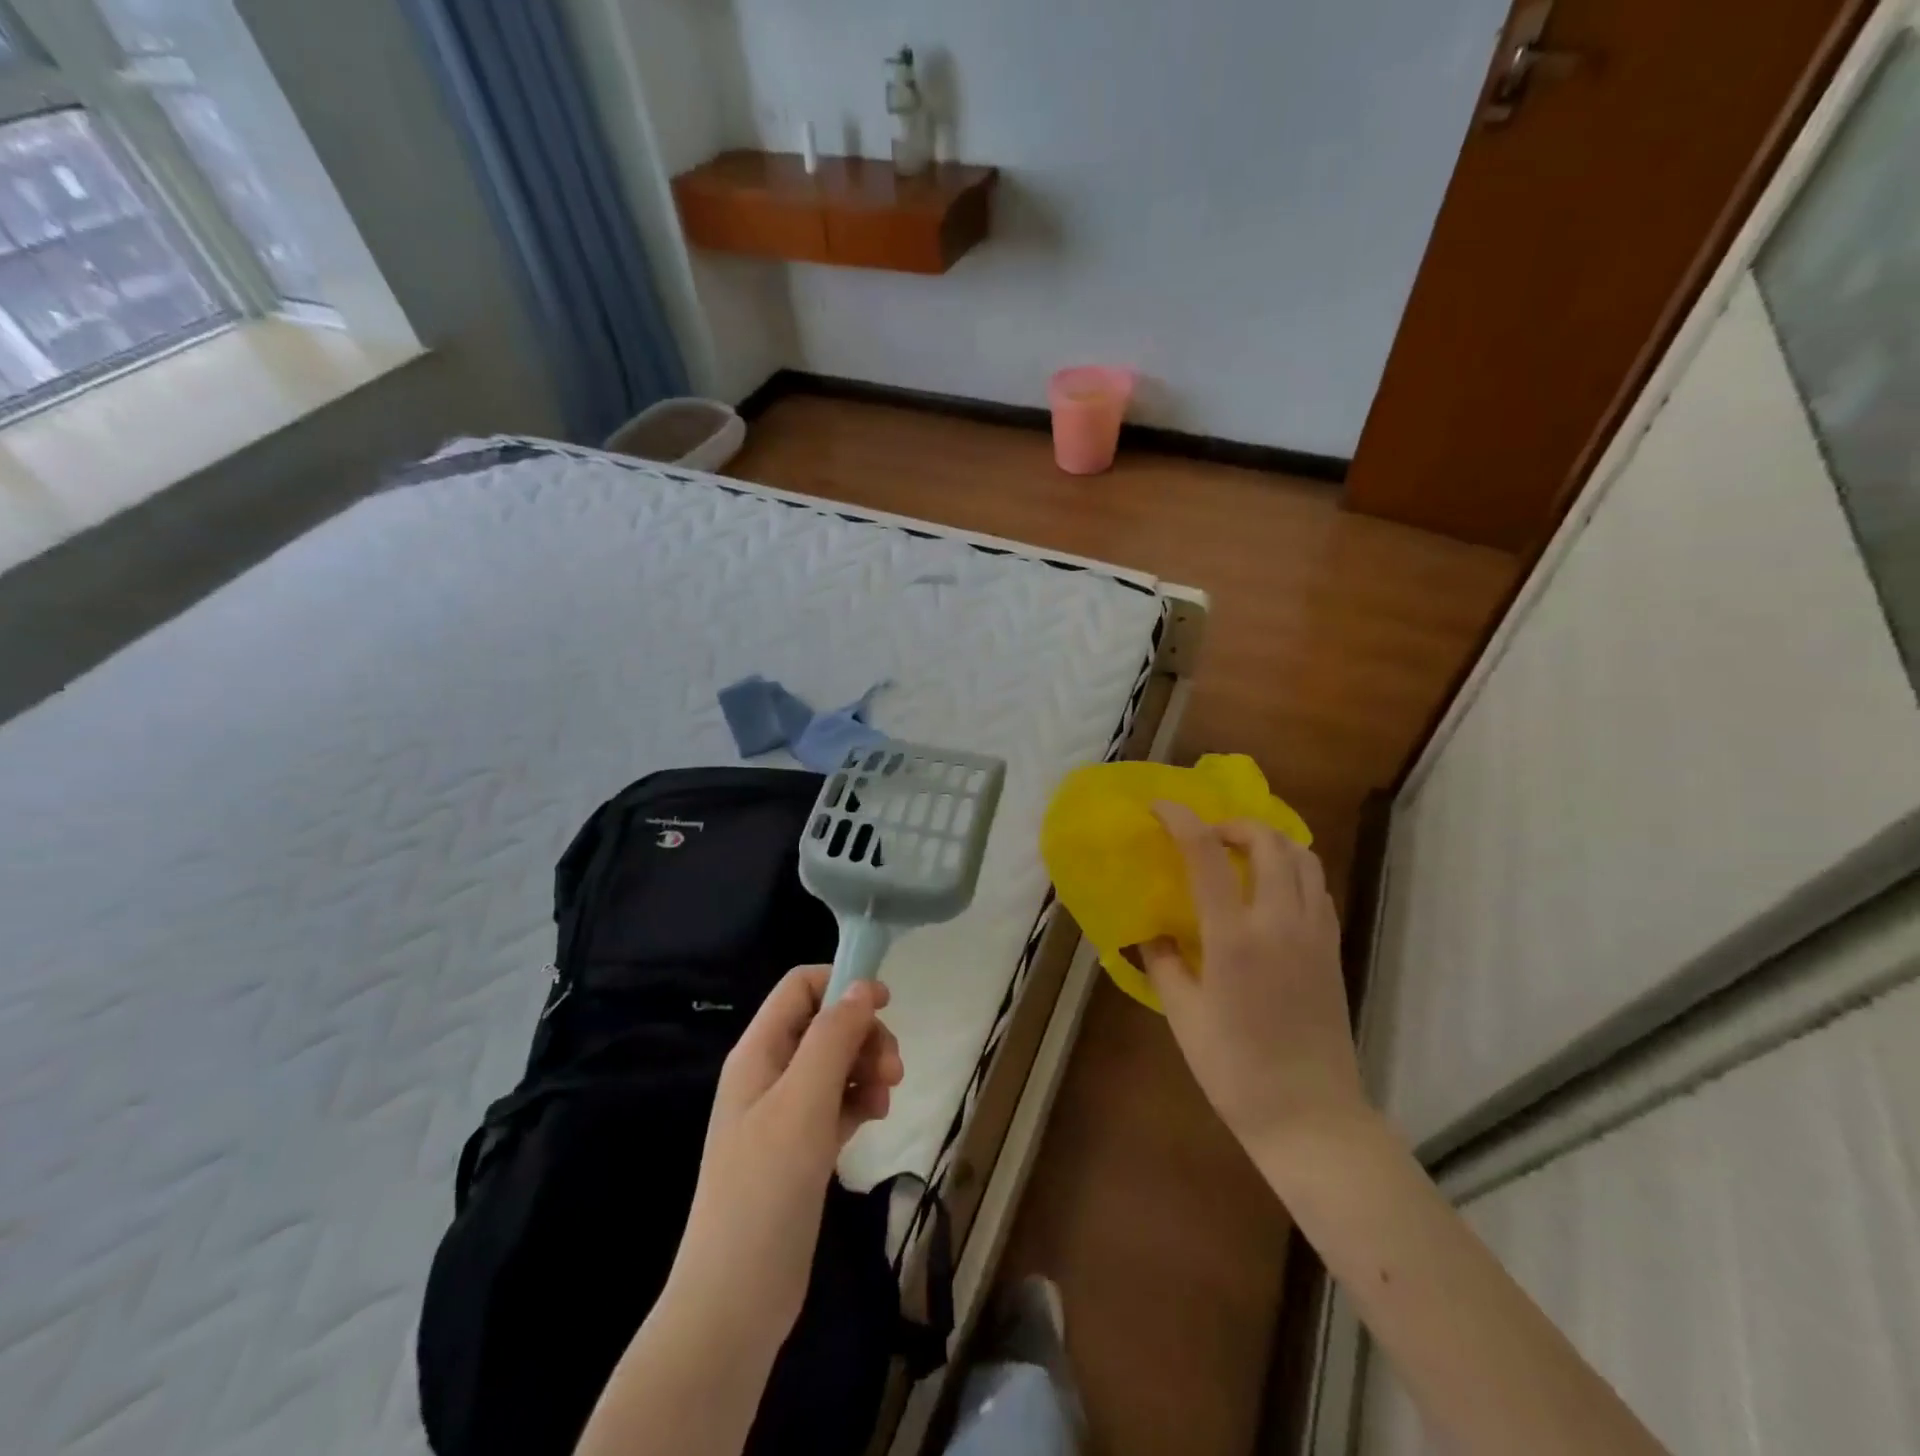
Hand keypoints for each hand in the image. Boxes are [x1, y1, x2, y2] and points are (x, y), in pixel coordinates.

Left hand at [665, 967, 904, 1356]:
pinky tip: (875, 1118)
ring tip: (887, 1098)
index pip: (800, 987)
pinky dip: (860, 1101)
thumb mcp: (804, 1101)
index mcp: (759, 1051)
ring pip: (836, 1063)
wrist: (735, 1298)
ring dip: (867, 1068)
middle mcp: (769, 1073)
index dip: (843, 985)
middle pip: (825, 1024)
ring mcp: (784, 1113)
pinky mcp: (800, 1147)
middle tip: (893, 1069)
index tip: (886, 1005)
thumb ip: (834, 1037)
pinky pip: (837, 1102)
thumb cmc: (766, 1187)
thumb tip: (863, 987)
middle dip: (864, 1035)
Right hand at [1140, 803, 1365, 1157]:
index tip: (1159, 807)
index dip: (1181, 819)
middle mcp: (1280, 922)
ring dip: (1269, 840)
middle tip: (1205, 836)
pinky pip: (1317, 886)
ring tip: (1240, 854)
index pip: (1207, 853)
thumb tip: (1150, 930)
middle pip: (1267, 839)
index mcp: (1235, 937)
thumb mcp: (1183, 1015)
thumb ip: (1163, 962)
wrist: (1310, 1116)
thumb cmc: (1234, 1069)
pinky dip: (1293, 868)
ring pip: (1303, 857)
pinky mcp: (1333, 949)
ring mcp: (1314, 933)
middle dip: (1232, 823)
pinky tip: (1270, 890)